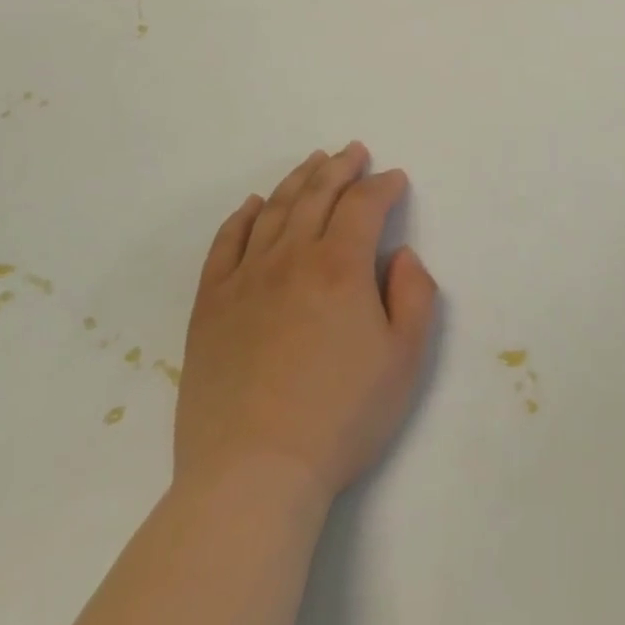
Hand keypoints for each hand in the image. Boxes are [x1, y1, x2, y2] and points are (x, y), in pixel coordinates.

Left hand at [175, 143, 438, 501]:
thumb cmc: (341, 418)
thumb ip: (415, 296)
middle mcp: (292, 257)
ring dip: (297, 180)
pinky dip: (241, 217)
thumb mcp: (405, 360)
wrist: (253, 474)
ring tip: (313, 161)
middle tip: (353, 150)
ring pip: (274, 210)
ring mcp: (245, 278)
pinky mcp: (210, 305)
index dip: (382, 186)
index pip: (364, 205)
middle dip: (340, 167)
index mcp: (341, 266)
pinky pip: (226, 244)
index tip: (394, 179)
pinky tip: (252, 204)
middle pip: (317, 194)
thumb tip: (400, 256)